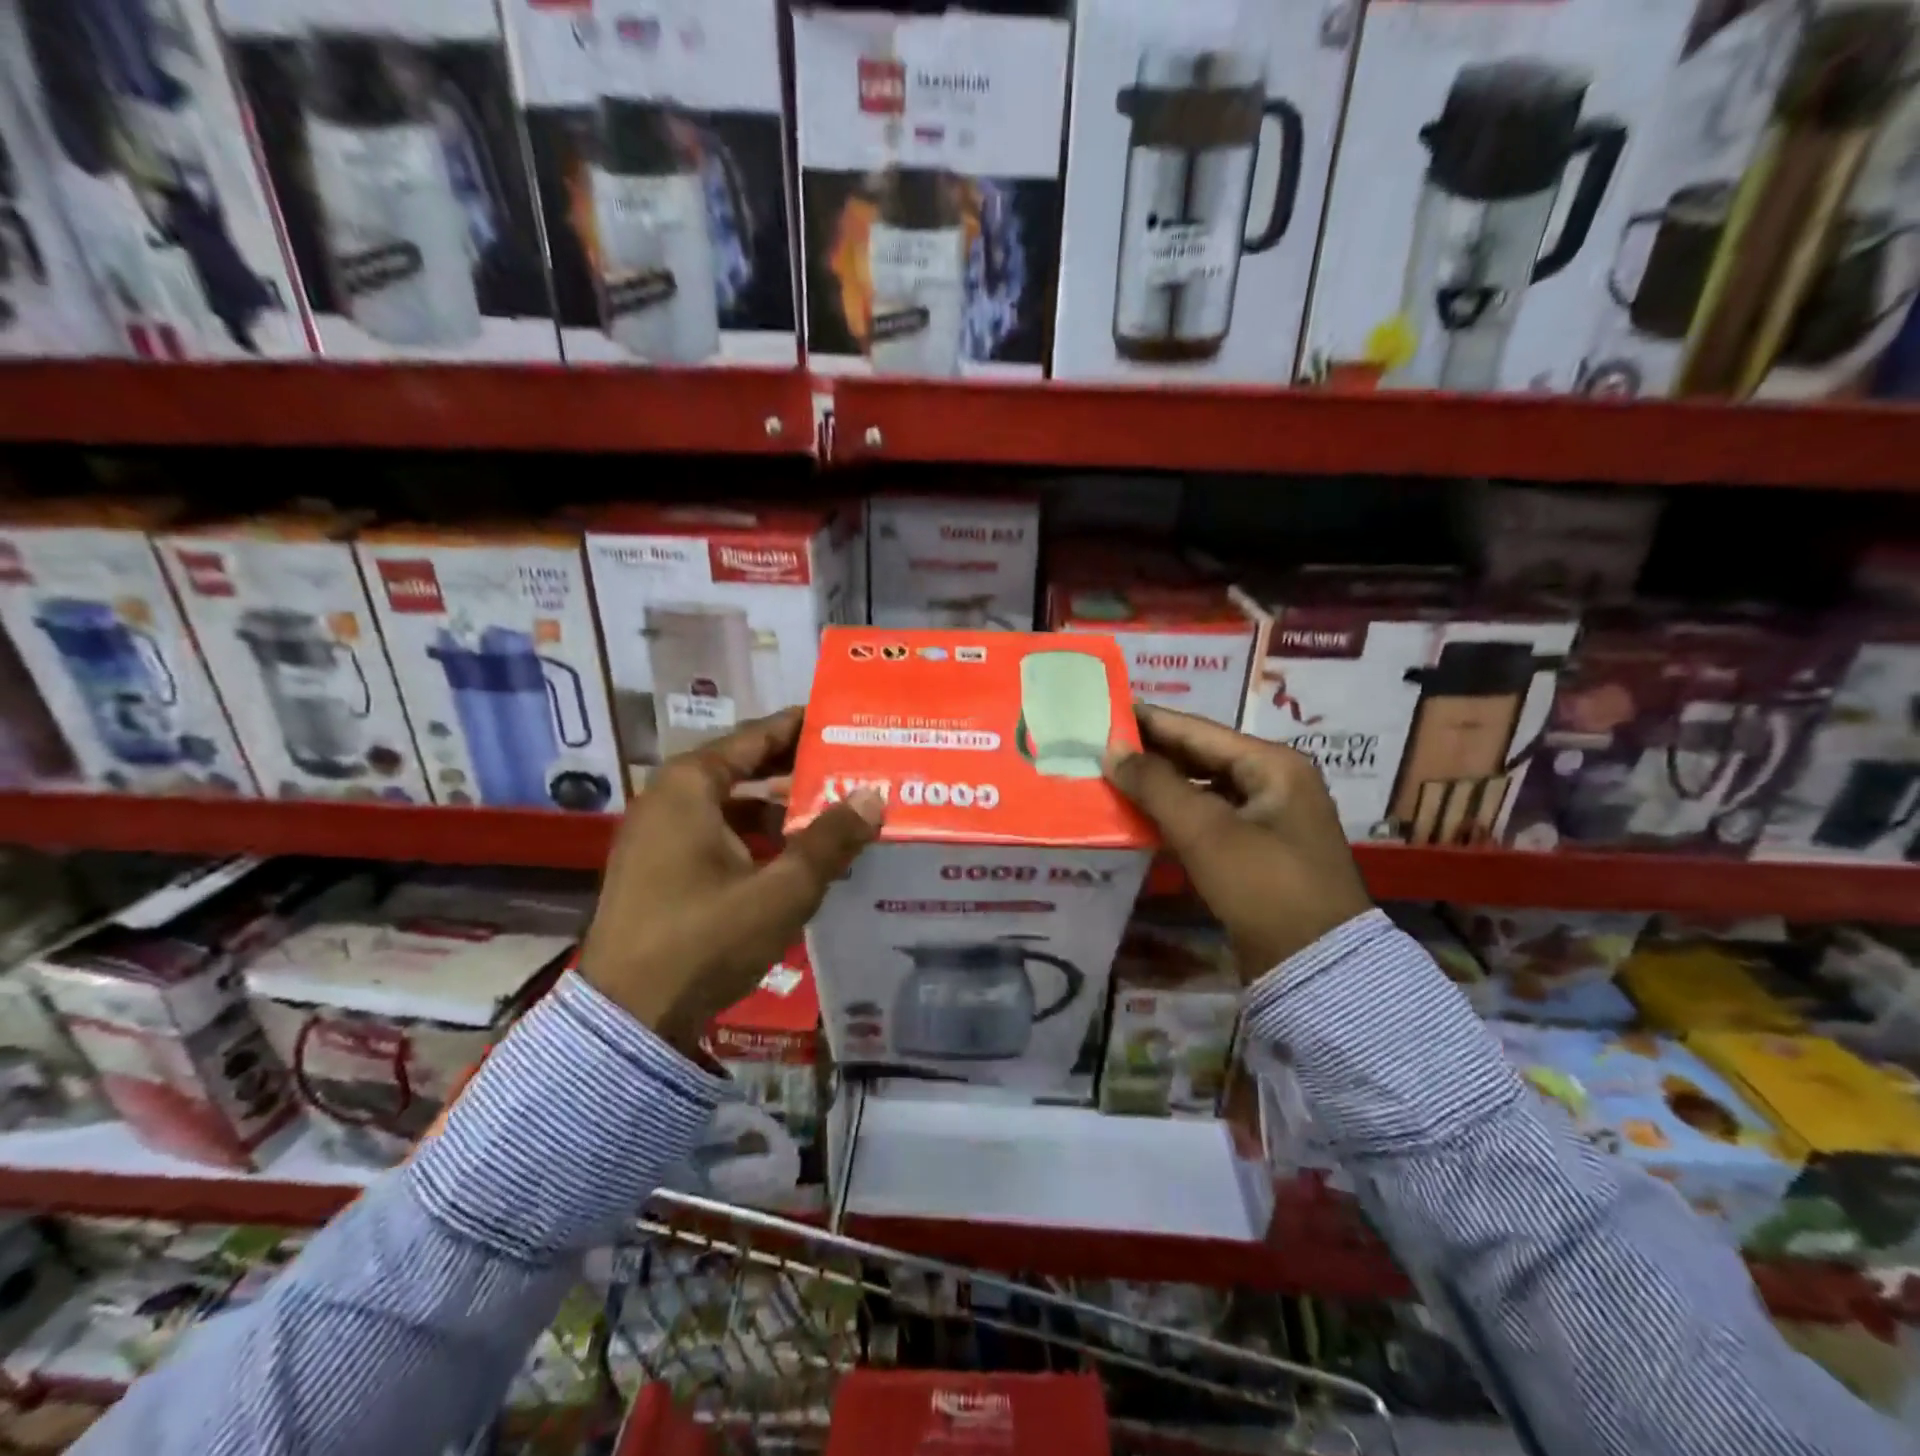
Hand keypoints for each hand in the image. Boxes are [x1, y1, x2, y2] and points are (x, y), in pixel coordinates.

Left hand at [577, 708, 884, 1050]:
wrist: (626, 1019)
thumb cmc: (704, 940)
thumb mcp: (780, 891)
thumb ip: (829, 841)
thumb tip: (872, 797)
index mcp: (689, 786)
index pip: (756, 736)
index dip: (801, 727)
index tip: (842, 721)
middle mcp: (667, 798)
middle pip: (744, 768)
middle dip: (796, 770)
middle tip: (849, 768)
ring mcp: (656, 835)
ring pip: (730, 805)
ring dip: (778, 808)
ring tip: (831, 813)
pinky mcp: (656, 869)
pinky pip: (715, 834)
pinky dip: (753, 836)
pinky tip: (793, 856)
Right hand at [1103, 705, 1371, 981]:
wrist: (1315, 967)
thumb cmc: (1264, 885)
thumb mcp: (1207, 831)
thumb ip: (1156, 785)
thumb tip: (1112, 750)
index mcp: (1273, 765)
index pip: (1198, 730)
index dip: (1150, 721)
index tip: (1105, 710)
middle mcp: (1273, 783)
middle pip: (1200, 757)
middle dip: (1151, 753)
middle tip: (1099, 746)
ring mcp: (1266, 820)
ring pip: (1201, 790)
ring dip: (1159, 786)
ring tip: (1110, 777)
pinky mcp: (1254, 853)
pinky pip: (1206, 820)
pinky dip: (1173, 816)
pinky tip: (1138, 817)